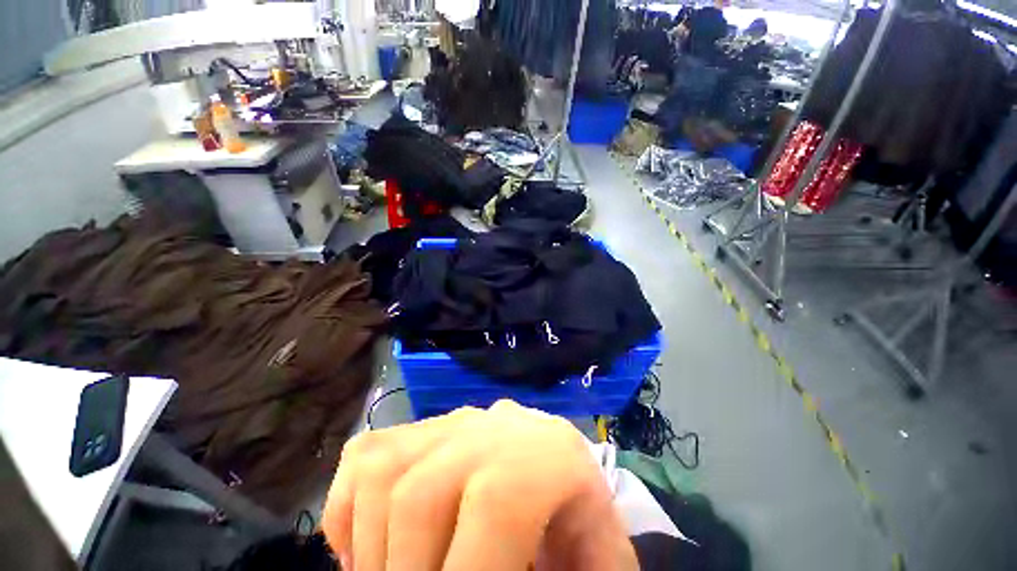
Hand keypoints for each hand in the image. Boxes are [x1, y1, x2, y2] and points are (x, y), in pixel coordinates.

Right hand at [321, 400, 637, 570]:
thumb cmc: (576, 519)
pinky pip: (366, 456)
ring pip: (383, 471)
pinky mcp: (424, 425)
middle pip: (420, 494)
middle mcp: (496, 424)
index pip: (495, 506)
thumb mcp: (595, 560)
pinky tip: (370, 549)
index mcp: (549, 454)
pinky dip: (349, 512)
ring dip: (373, 549)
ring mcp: (454, 419)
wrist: (555, 465)